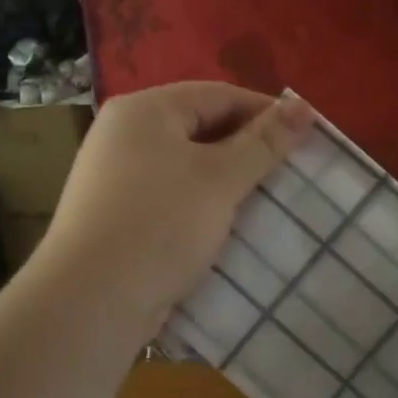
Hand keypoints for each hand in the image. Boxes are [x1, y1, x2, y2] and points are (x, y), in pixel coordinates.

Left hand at [37, 83, 313, 331]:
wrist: (91, 302)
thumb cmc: (160, 225)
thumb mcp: (220, 179)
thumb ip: (264, 142)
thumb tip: (302, 106)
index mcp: (144, 110)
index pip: (218, 95)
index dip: (266, 113)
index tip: (306, 138)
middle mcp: (124, 135)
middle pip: (200, 128)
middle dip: (248, 149)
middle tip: (290, 173)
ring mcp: (116, 178)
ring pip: (187, 167)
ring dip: (228, 181)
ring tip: (266, 201)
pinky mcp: (117, 217)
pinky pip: (172, 197)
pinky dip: (203, 206)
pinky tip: (227, 227)